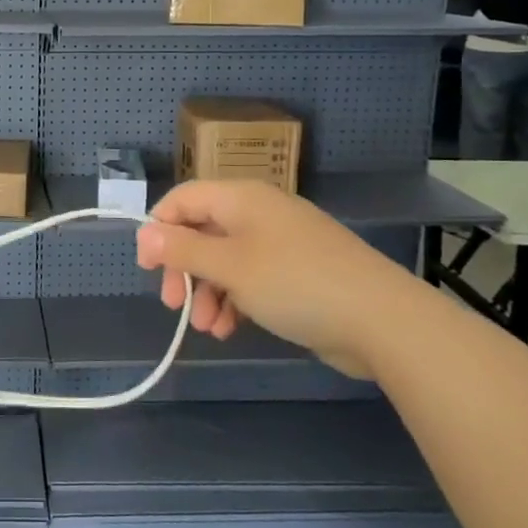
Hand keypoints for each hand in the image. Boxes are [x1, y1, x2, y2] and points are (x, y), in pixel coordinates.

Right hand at [135, 181, 418, 378]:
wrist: (381, 320)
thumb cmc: (295, 283)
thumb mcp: (230, 266)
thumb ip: (184, 249)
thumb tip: (146, 233)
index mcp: (242, 198)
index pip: (184, 198)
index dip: (159, 228)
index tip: (147, 267)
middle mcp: (259, 213)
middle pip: (202, 231)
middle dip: (183, 268)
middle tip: (173, 303)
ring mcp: (280, 243)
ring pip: (225, 259)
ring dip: (208, 291)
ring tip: (208, 327)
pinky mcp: (297, 273)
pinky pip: (251, 278)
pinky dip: (234, 300)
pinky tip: (231, 329)